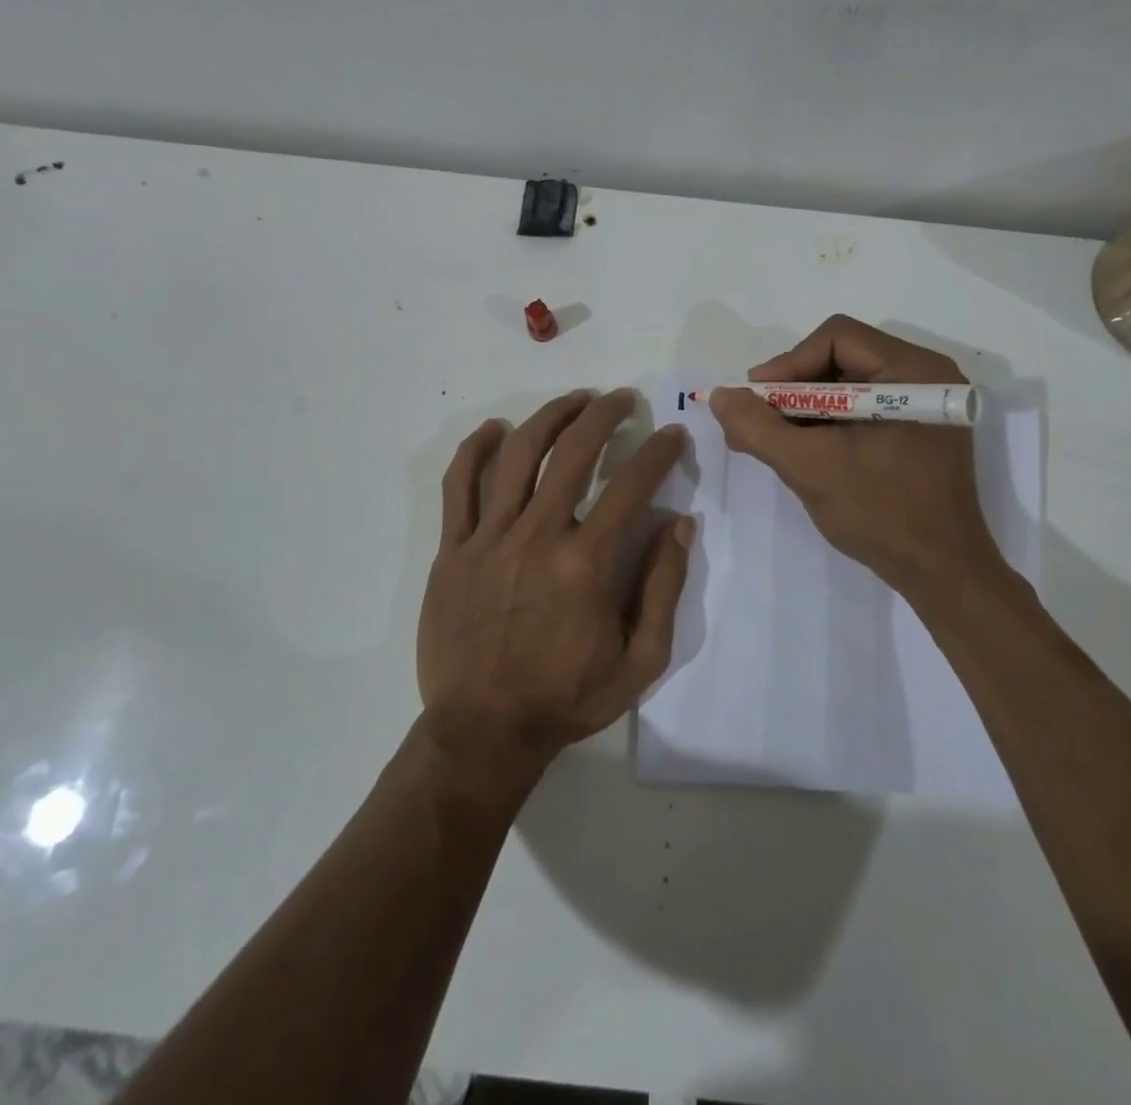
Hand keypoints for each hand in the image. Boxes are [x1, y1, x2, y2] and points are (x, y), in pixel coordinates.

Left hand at [417, 390, 692, 790]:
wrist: (484, 731)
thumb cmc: (566, 698)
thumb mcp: (640, 660)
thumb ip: (663, 587)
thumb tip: (678, 523)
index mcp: (586, 563)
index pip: (632, 485)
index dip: (659, 452)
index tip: (672, 434)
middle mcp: (538, 536)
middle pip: (574, 452)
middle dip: (604, 415)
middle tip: (621, 400)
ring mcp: (489, 539)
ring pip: (519, 455)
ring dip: (550, 417)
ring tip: (574, 401)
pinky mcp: (452, 549)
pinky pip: (459, 485)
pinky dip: (476, 449)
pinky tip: (495, 429)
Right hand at [710, 315, 1013, 606]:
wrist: (941, 574)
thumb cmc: (881, 515)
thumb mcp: (809, 467)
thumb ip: (758, 427)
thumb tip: (721, 396)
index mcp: (914, 372)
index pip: (836, 338)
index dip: (788, 363)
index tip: (756, 400)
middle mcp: (926, 375)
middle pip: (841, 357)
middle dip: (793, 387)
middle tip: (759, 419)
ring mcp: (925, 404)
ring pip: (848, 383)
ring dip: (806, 407)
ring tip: (773, 439)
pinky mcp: (918, 429)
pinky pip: (862, 407)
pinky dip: (827, 422)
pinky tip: (802, 448)